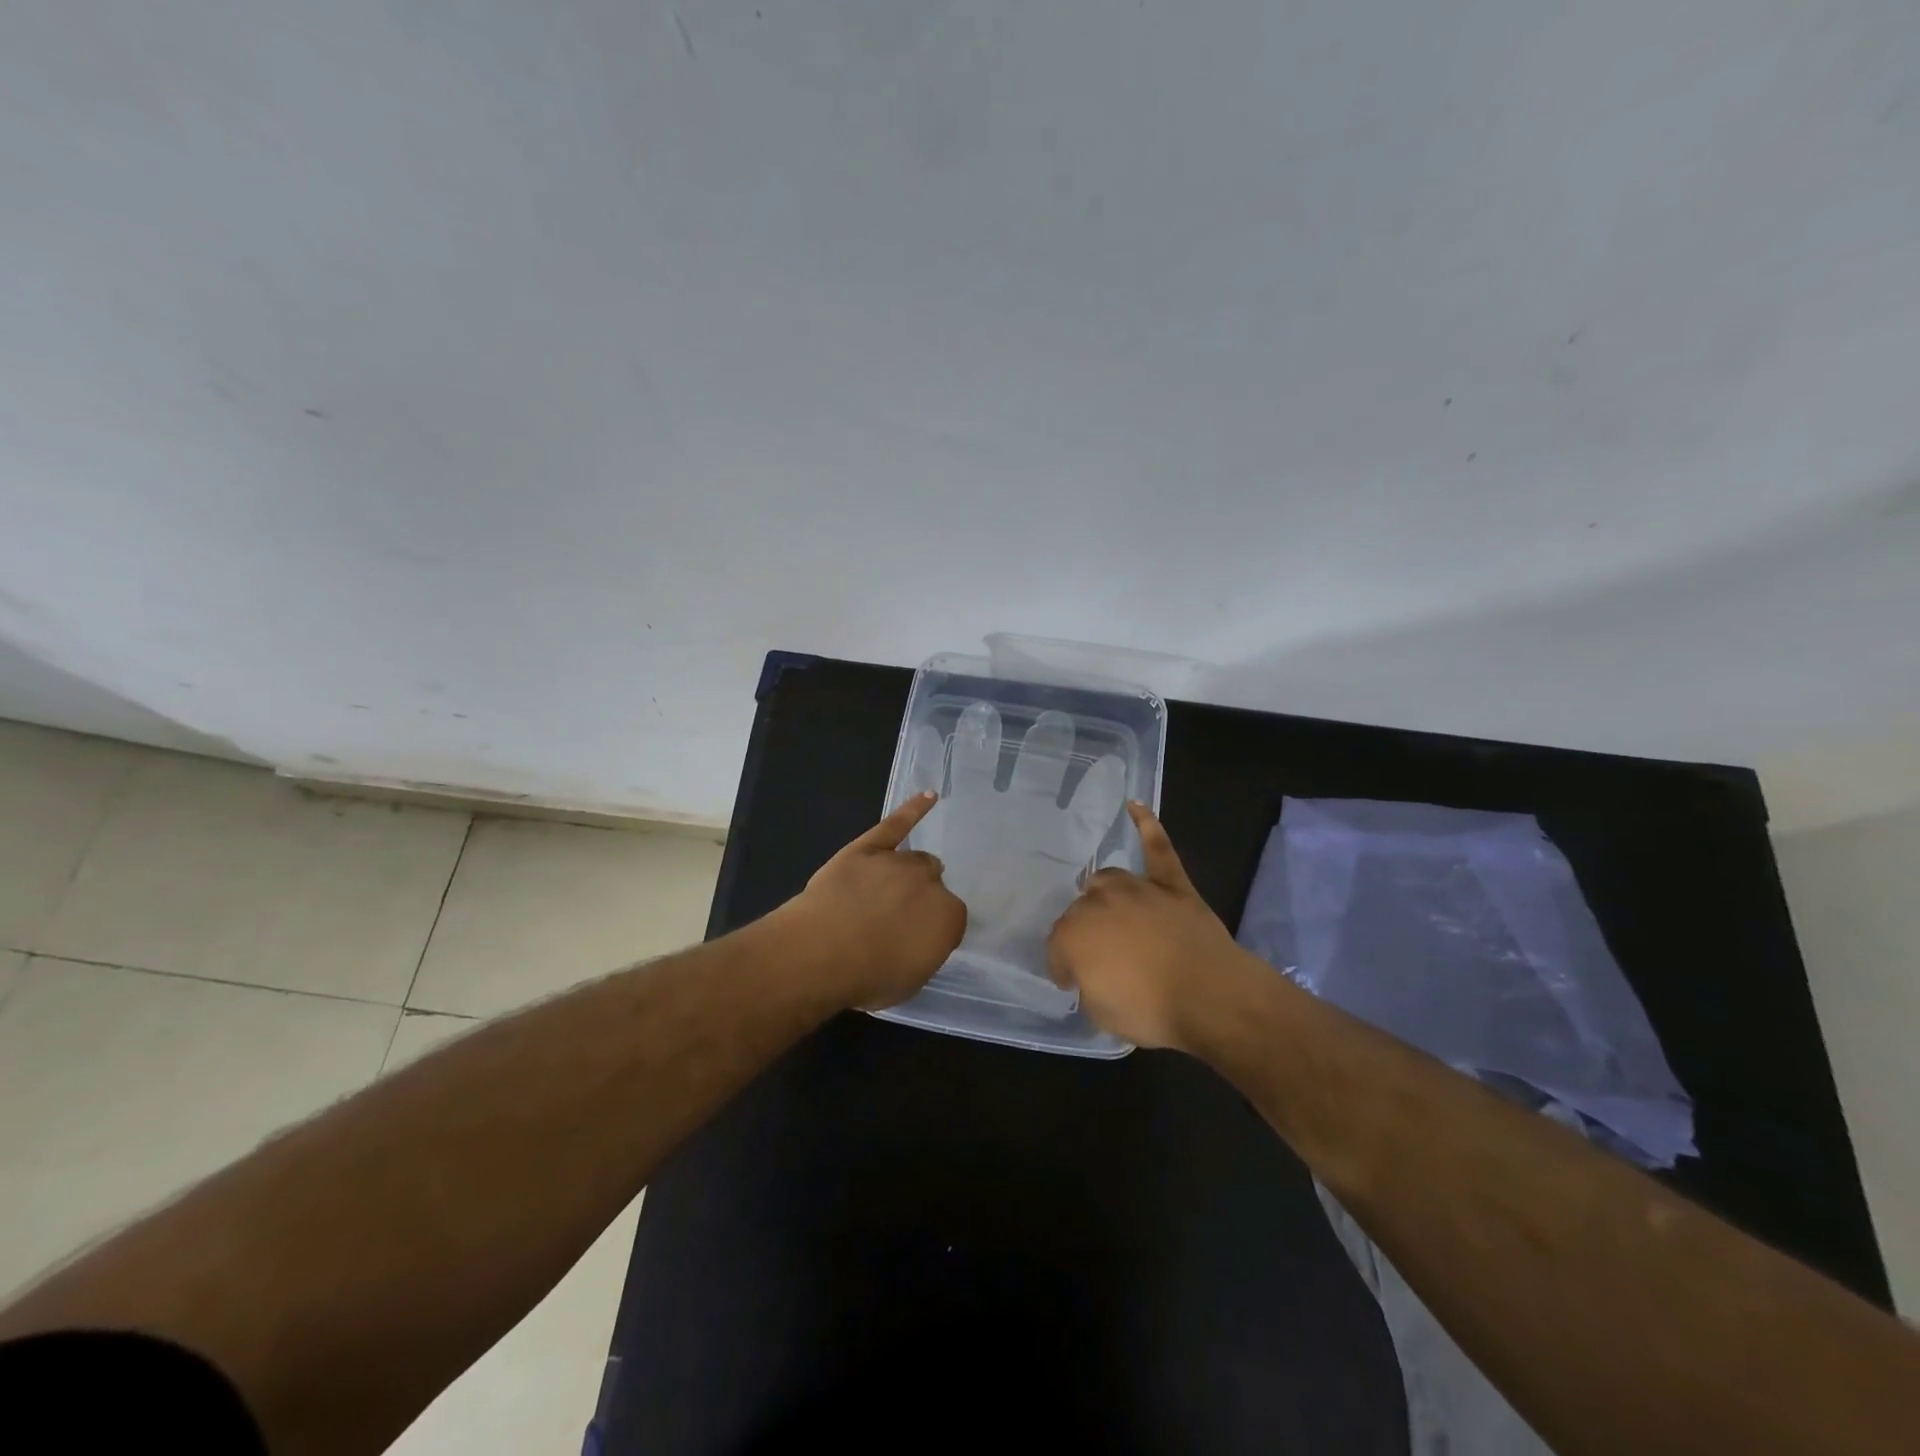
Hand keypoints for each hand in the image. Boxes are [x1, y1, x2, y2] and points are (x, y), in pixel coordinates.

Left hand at [783, 792, 967, 1010]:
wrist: (821, 952)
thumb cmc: (867, 977)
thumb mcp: (909, 981)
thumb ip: (923, 953)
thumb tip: (920, 941)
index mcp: (948, 918)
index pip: (950, 919)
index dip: (929, 930)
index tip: (912, 941)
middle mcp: (931, 883)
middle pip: (933, 884)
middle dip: (919, 899)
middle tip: (896, 918)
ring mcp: (899, 861)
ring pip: (915, 859)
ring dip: (908, 873)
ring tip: (889, 891)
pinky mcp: (870, 846)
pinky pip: (897, 823)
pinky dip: (913, 809)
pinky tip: (928, 797)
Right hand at [1047, 802, 1253, 1050]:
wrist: (1210, 996)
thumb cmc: (1150, 1010)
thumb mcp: (1101, 1014)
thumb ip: (1089, 986)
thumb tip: (1093, 975)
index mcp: (1072, 934)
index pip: (1057, 948)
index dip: (1064, 968)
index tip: (1073, 983)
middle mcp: (1097, 902)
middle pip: (1081, 912)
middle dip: (1085, 934)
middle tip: (1100, 958)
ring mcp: (1137, 888)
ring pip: (1108, 880)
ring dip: (1104, 894)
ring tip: (1109, 909)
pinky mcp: (1172, 884)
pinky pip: (1157, 848)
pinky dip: (1146, 825)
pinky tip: (1135, 805)